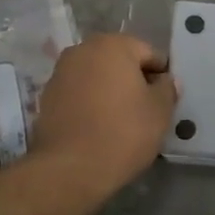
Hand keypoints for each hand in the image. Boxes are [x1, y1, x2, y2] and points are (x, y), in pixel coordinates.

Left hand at [28, 34, 177, 188]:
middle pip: (119, 61)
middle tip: (146, 109)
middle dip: (133, 80)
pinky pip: (79, 93)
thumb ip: (167, 89)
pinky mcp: (47, 96)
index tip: (165, 99)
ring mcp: (61, 72)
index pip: (148, 53)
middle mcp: (83, 50)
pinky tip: (99, 126)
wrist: (70, 168)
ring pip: (97, 76)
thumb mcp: (160, 112)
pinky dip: (91, 102)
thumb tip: (166, 80)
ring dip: (110, 90)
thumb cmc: (123, 132)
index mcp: (113, 45)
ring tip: (122, 120)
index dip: (161, 75)